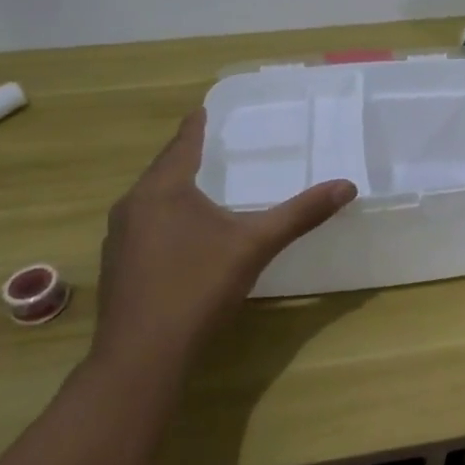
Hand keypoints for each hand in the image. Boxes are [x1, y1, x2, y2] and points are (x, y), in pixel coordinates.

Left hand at [89, 109, 354, 384]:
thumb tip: (346, 186)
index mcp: (163, 190)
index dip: (197, 125)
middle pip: (163, 170)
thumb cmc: (198, 287)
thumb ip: (300, 214)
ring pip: (151, 200)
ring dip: (174, 188)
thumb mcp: (255, 245)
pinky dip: (165, 217)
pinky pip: (144, 226)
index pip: (183, 144)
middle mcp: (133, 206)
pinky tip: (182, 235)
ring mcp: (119, 238)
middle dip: (186, 156)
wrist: (142, 356)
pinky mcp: (118, 267)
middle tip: (212, 145)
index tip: (204, 108)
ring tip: (200, 185)